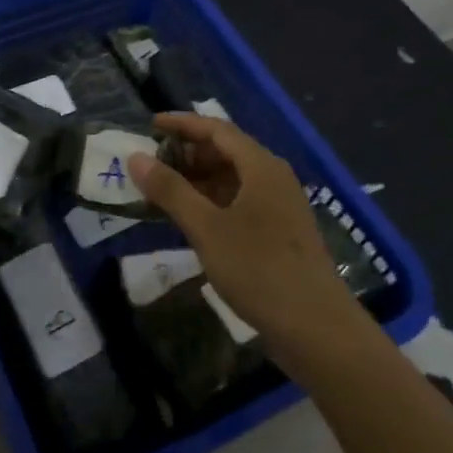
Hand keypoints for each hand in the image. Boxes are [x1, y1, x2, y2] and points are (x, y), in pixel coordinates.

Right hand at [127, 113, 357, 345]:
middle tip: (151, 164)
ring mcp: (280, 206)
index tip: (149, 125)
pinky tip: (191, 220)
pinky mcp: (280, 232)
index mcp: (261, 166)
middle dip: (187, 154)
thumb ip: (170, 190)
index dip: (182, 124)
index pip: (216, 129)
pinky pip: (240, 201)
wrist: (317, 328)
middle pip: (226, 151)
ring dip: (197, 180)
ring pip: (232, 179)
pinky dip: (212, 202)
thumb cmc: (259, 269)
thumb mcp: (206, 228)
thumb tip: (135, 158)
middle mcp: (273, 177)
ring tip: (162, 192)